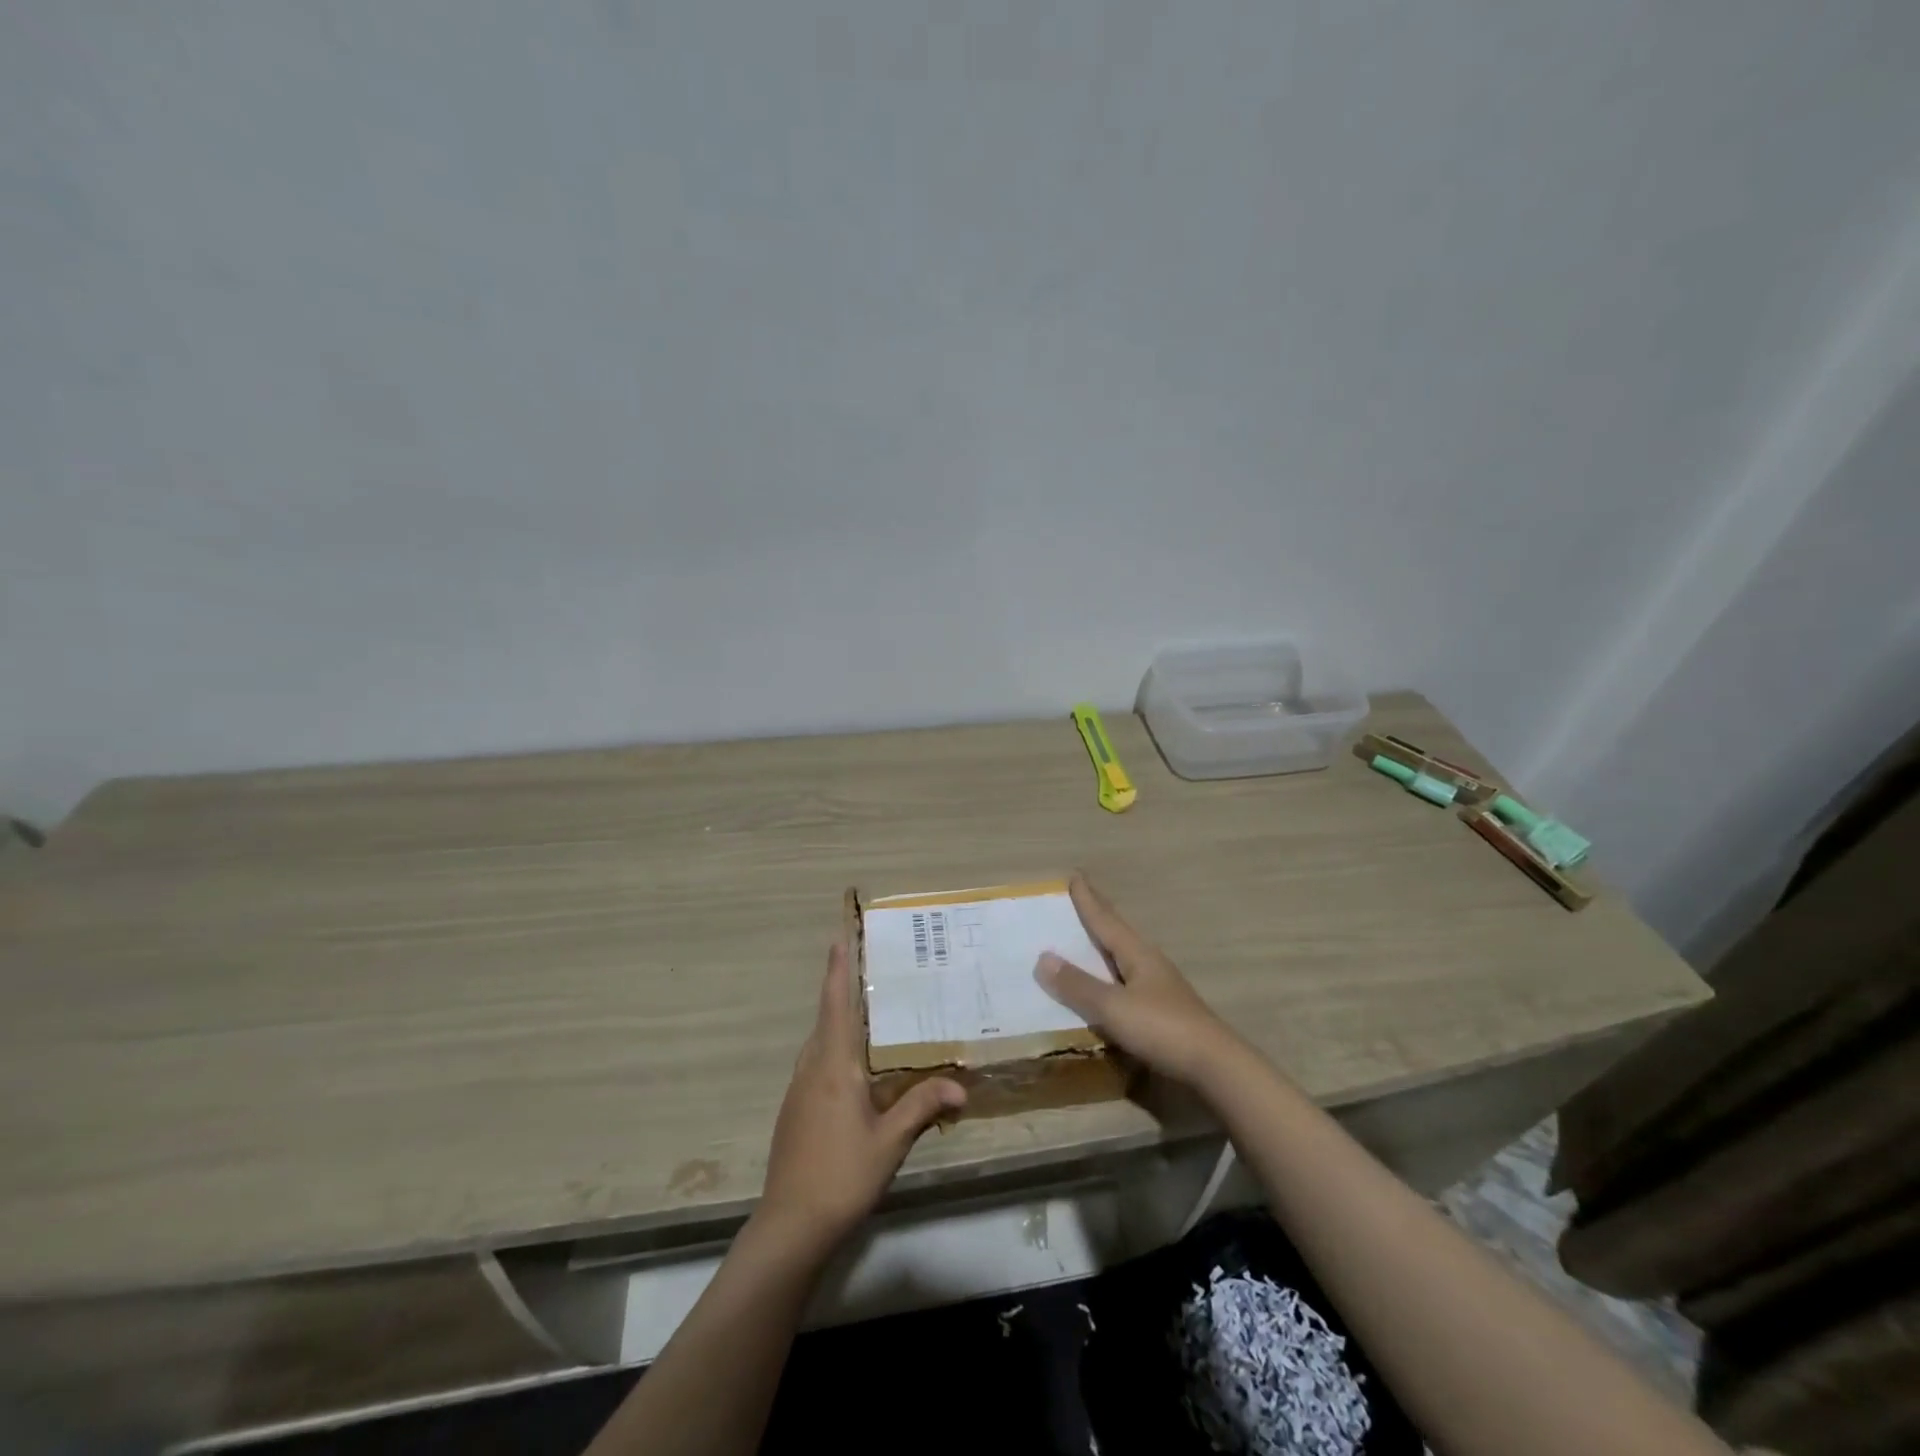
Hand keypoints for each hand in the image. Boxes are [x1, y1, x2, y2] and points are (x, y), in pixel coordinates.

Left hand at [756, 941, 965, 1256]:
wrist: (791, 1226)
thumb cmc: (842, 1176)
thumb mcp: (890, 1142)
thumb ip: (922, 1106)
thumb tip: (961, 1085)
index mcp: (833, 1067)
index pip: (834, 1006)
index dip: (836, 971)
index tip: (839, 938)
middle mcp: (811, 1070)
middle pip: (826, 1020)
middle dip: (842, 992)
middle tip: (871, 972)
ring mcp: (798, 1092)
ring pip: (819, 1045)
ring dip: (838, 1024)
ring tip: (869, 1016)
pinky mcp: (794, 1112)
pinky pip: (816, 1066)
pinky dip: (835, 1053)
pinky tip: (856, 1071)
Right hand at [1035, 873, 1240, 1087]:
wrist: (1215, 1066)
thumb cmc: (1162, 1028)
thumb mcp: (1113, 1007)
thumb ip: (1078, 985)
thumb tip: (1042, 958)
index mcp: (1137, 954)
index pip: (1106, 920)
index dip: (1088, 900)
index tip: (1076, 876)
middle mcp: (1149, 963)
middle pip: (1119, 932)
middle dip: (1100, 914)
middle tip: (1083, 895)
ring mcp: (1160, 987)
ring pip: (1126, 955)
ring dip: (1106, 943)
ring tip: (1090, 936)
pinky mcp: (1164, 1011)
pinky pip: (1129, 980)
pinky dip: (1112, 973)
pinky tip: (1109, 984)